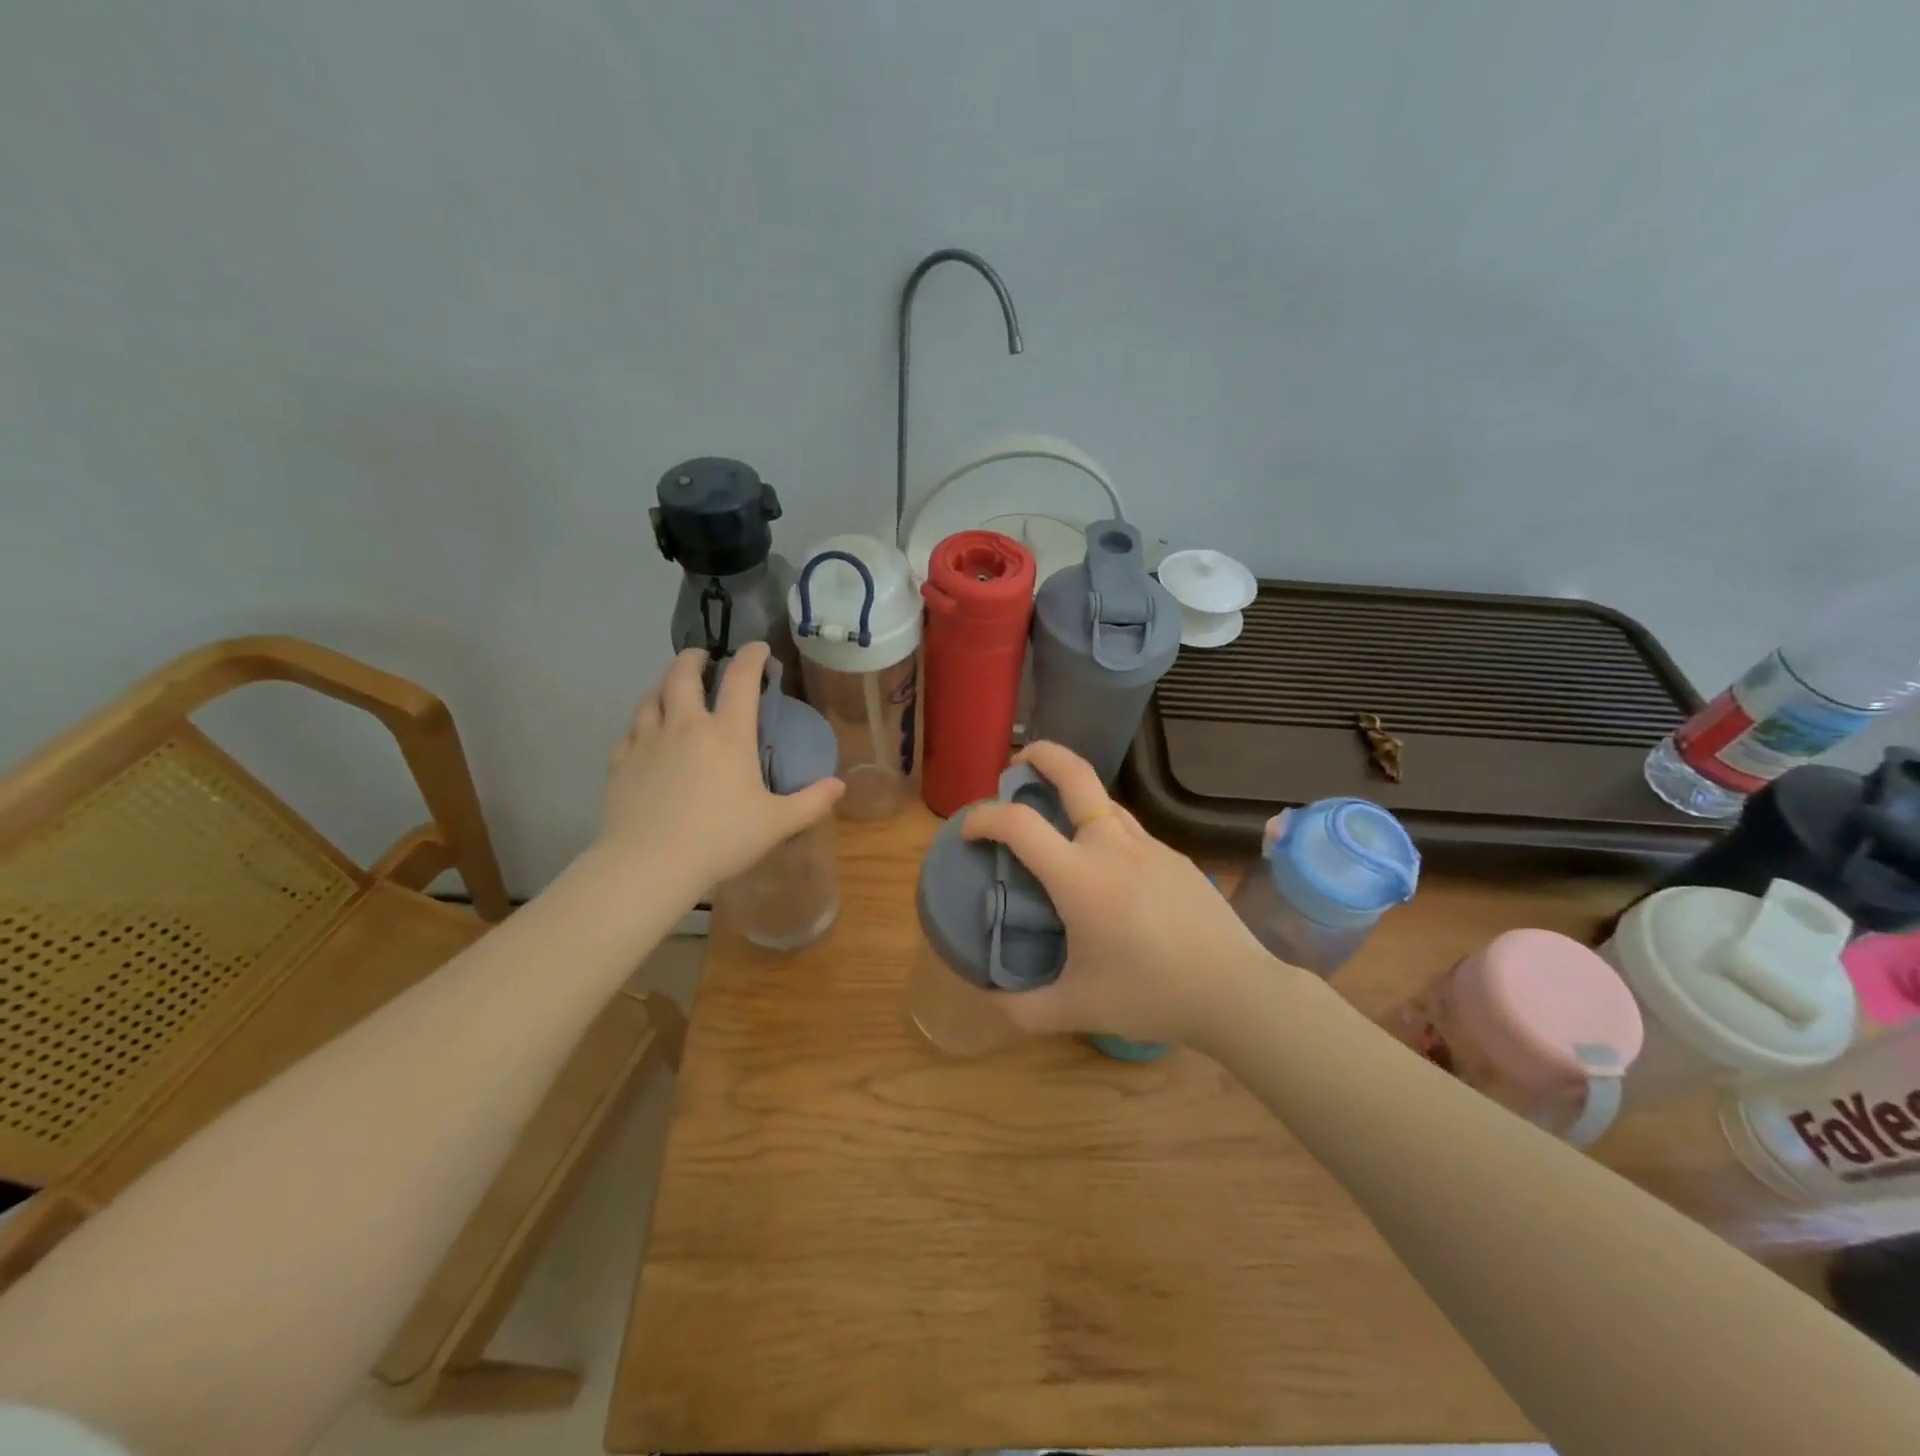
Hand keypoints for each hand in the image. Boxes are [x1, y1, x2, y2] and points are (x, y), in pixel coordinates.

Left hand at [599, 643, 843, 888]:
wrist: (650, 863)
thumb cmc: (721, 838)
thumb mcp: (777, 823)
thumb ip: (811, 802)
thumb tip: (839, 785)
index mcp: (727, 734)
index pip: (741, 679)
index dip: (751, 657)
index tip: (758, 648)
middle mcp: (685, 726)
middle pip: (682, 675)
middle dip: (693, 659)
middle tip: (701, 658)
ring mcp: (648, 742)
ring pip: (650, 698)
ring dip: (663, 687)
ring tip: (671, 691)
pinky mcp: (621, 763)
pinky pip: (630, 732)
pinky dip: (641, 726)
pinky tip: (644, 737)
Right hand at [960, 741, 1274, 1046]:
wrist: (1235, 991)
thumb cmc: (1151, 995)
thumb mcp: (1077, 1009)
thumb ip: (1023, 1008)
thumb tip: (988, 998)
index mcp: (1080, 876)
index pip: (1019, 823)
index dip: (983, 817)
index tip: (968, 831)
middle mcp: (1113, 846)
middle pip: (1075, 774)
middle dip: (1040, 755)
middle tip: (1017, 765)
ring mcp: (1150, 846)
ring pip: (1103, 800)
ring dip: (1072, 794)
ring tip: (1055, 819)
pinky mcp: (1175, 856)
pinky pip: (1128, 829)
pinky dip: (1102, 829)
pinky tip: (1105, 869)